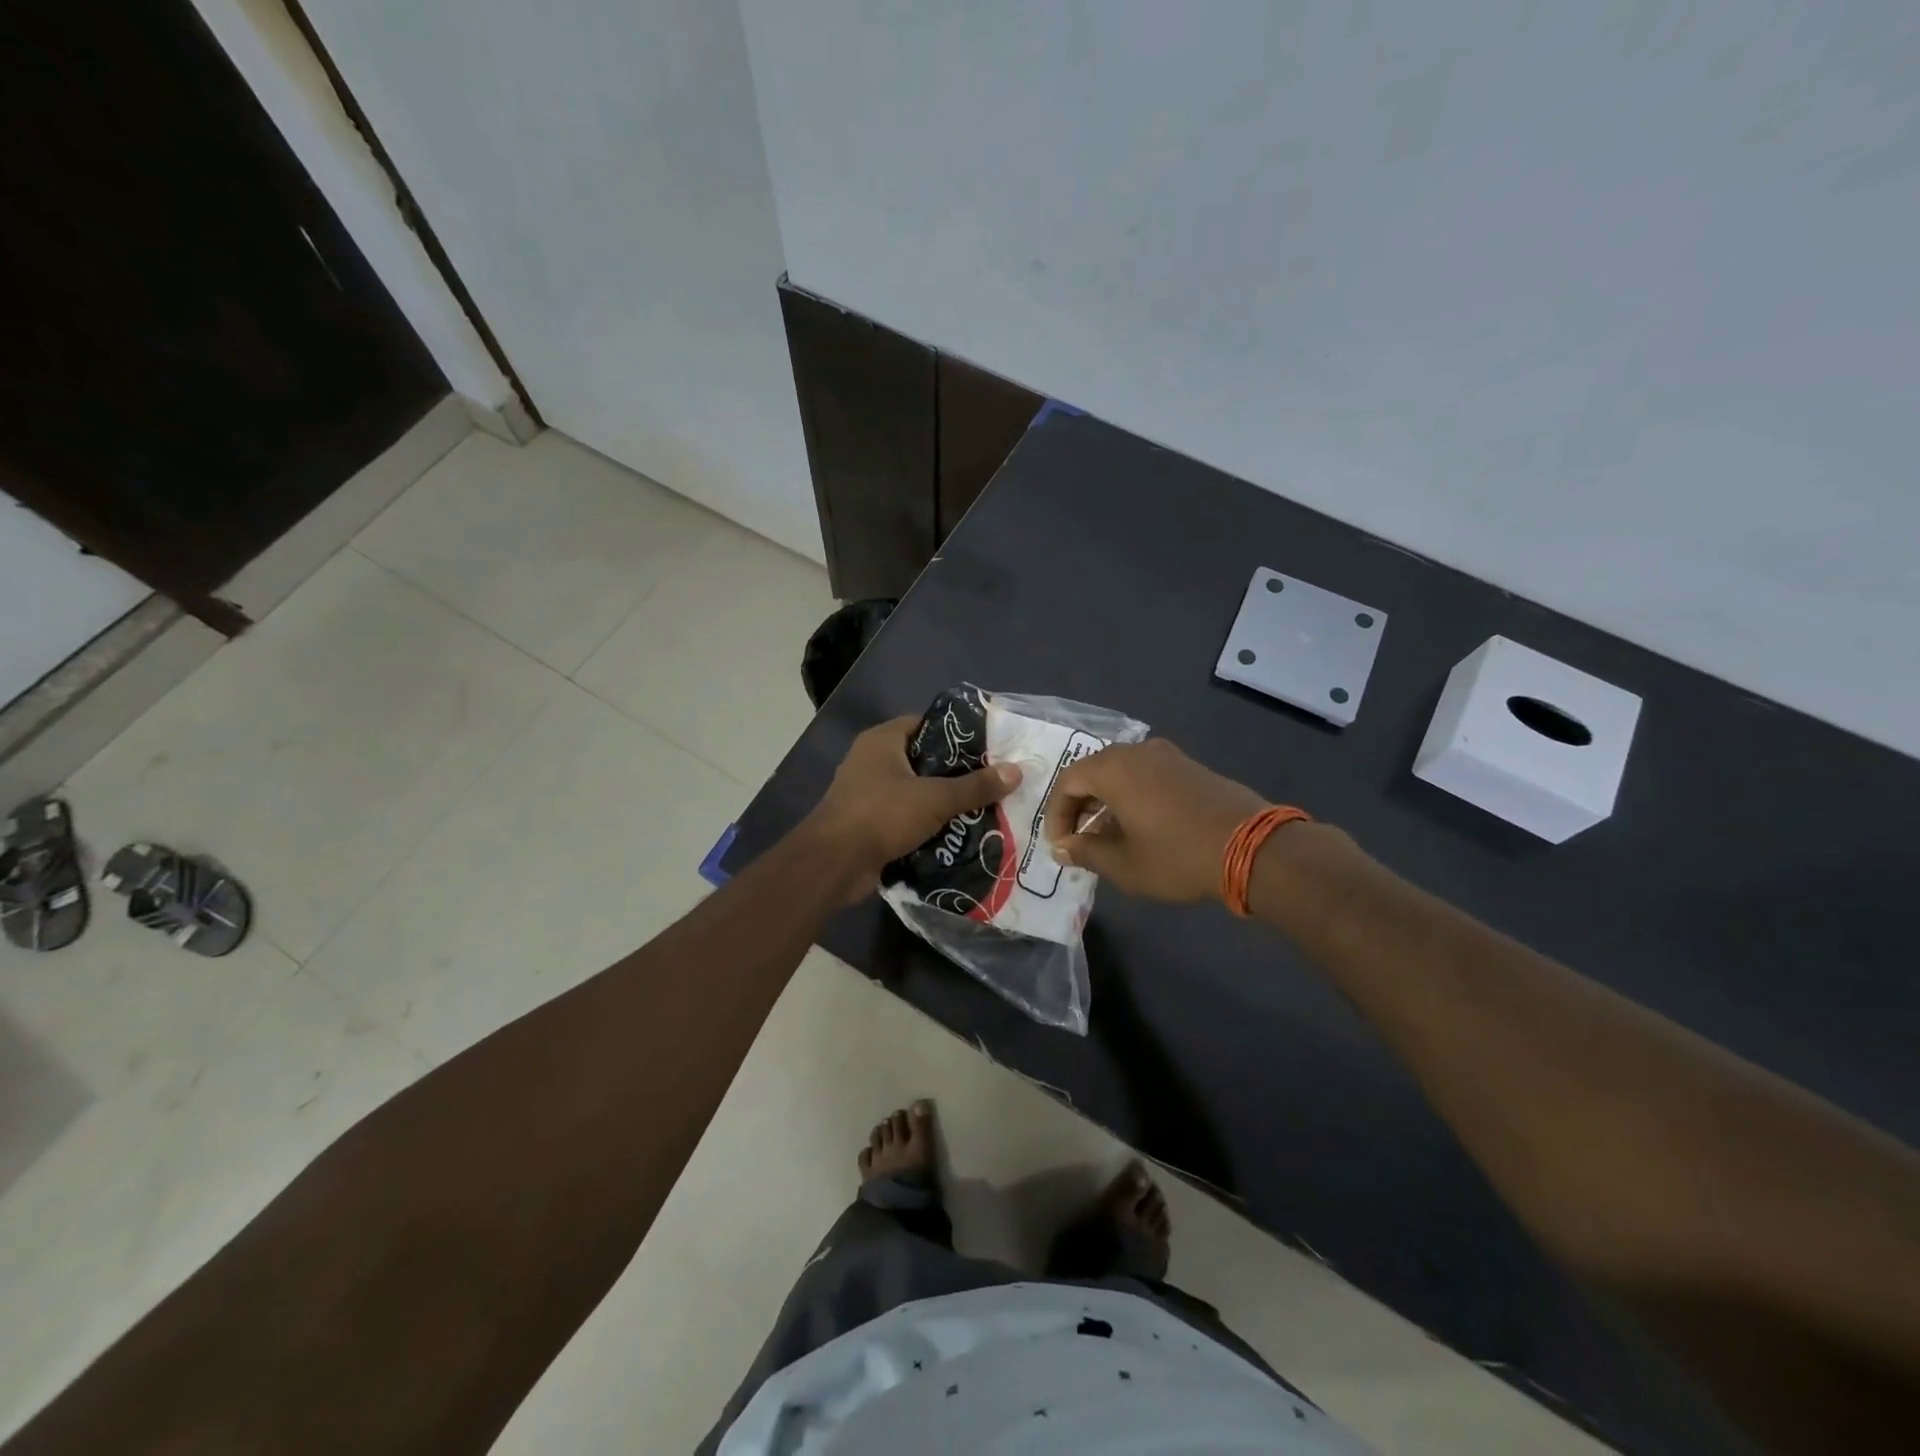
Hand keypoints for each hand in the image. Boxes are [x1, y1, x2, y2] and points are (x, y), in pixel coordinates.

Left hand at [804, 716, 1020, 902]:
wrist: (833, 864)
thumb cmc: (881, 815)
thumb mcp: (934, 798)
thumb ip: (975, 786)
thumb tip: (1017, 771)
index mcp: (882, 741)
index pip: (925, 724)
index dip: (956, 734)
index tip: (988, 747)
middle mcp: (872, 761)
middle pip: (923, 760)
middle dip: (956, 773)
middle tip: (992, 781)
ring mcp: (868, 793)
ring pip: (916, 792)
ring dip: (943, 802)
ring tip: (983, 808)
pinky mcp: (869, 823)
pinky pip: (905, 817)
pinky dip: (927, 824)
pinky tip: (958, 833)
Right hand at [1041, 738, 1269, 902]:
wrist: (1254, 848)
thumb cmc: (1177, 856)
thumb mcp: (1124, 864)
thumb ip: (1087, 852)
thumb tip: (1064, 847)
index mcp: (1113, 768)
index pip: (1068, 783)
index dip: (1057, 815)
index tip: (1062, 845)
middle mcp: (1137, 751)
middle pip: (1093, 772)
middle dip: (1081, 806)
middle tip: (1080, 839)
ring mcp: (1168, 756)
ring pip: (1122, 773)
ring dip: (1108, 802)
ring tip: (1109, 837)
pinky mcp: (1191, 766)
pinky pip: (1147, 775)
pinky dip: (1133, 796)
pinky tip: (1143, 827)